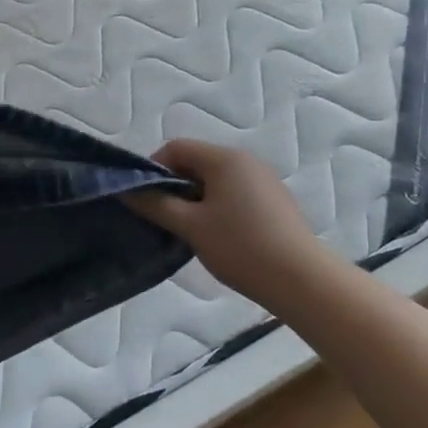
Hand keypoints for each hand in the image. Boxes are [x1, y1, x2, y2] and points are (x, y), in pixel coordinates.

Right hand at [125, 140, 328, 305]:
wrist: (301, 280)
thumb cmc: (240, 247)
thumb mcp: (190, 226)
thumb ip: (155, 204)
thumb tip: (126, 191)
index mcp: (225, 159)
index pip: (176, 147)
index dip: (153, 168)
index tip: (145, 198)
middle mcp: (246, 161)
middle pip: (197, 161)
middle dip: (174, 185)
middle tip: (163, 217)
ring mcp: (264, 180)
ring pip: (216, 179)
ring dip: (195, 198)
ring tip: (188, 230)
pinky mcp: (275, 201)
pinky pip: (235, 192)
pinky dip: (218, 206)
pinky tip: (218, 236)